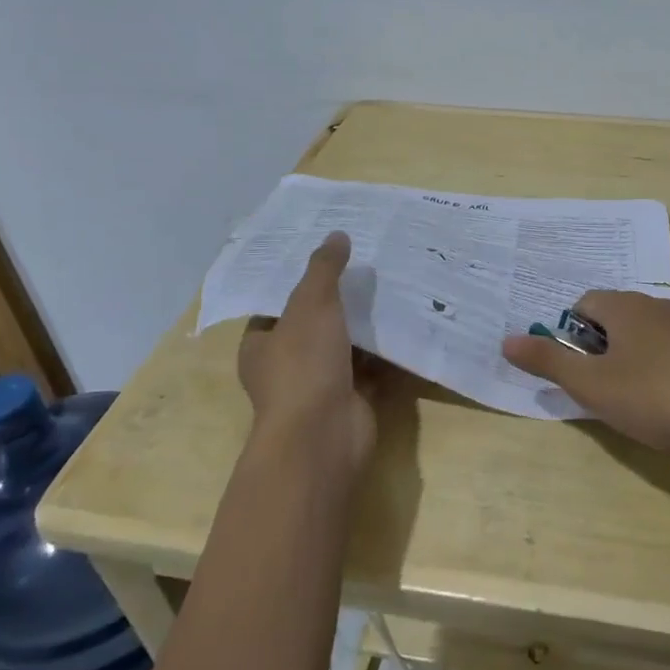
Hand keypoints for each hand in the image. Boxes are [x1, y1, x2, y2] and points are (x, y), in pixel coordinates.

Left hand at [237, 232, 375, 474]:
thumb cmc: (304, 365)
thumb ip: (323, 269)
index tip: (329, 254)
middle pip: (315, 323)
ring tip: (393, 286)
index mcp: (262, 345)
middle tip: (369, 265)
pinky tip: (407, 323)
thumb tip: (336, 234)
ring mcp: (321, 385)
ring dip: (367, 325)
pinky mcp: (353, 399)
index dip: (300, 280)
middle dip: (340, 300)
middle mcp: (287, 365)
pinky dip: (388, 352)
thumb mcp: (310, 305)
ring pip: (347, 346)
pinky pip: (373, 368)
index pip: (278, 305)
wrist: (324, 435)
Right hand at [501, 290, 669, 454]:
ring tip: (637, 400)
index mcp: (624, 307)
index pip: (584, 303)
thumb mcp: (592, 385)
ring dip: (635, 359)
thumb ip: (548, 362)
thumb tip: (506, 340)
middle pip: (617, 317)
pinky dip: (666, 370)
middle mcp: (658, 306)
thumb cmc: (654, 395)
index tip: (576, 368)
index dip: (571, 334)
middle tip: (602, 387)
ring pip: (649, 335)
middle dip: (603, 347)